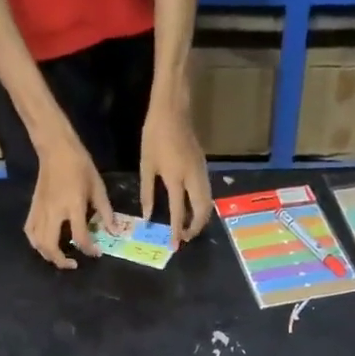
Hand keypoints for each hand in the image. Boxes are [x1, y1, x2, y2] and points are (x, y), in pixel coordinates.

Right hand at [25, 129, 109, 269]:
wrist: (56, 148)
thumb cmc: (80, 165)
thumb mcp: (98, 187)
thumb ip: (106, 212)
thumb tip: (114, 232)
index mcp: (73, 205)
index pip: (80, 236)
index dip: (89, 249)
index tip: (97, 253)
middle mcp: (54, 211)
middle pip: (51, 245)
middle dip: (61, 260)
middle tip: (74, 264)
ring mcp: (40, 209)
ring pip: (37, 242)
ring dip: (48, 255)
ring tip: (60, 258)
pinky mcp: (33, 206)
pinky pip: (30, 230)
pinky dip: (36, 243)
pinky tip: (44, 246)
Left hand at [139, 97, 212, 245]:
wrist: (173, 110)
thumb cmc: (155, 135)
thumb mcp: (146, 165)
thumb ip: (147, 193)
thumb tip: (147, 216)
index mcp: (176, 178)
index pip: (178, 212)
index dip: (176, 231)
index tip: (174, 246)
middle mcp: (193, 178)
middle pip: (202, 211)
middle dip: (195, 228)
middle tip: (184, 238)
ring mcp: (202, 172)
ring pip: (208, 202)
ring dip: (201, 218)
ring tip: (188, 228)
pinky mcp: (204, 168)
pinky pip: (207, 193)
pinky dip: (202, 206)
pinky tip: (192, 210)